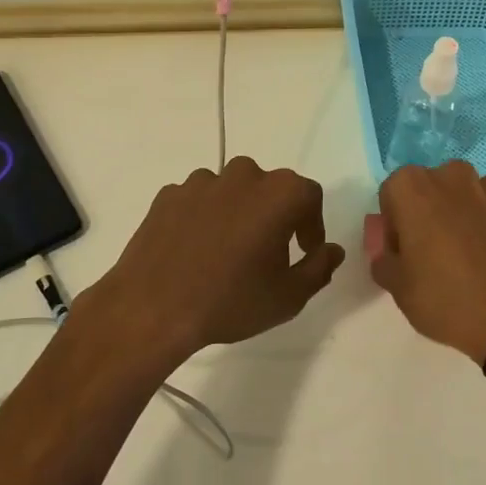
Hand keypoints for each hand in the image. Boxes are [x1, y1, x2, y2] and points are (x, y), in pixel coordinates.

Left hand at [80, 156, 343, 366]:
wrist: (152, 308)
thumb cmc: (231, 300)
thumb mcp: (289, 296)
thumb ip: (319, 267)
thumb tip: (333, 250)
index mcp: (279, 193)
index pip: (310, 196)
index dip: (312, 224)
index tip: (305, 251)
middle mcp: (242, 175)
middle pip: (270, 188)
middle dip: (276, 215)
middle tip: (269, 253)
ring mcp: (201, 182)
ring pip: (232, 191)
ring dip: (238, 213)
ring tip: (228, 252)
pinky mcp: (168, 195)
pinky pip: (198, 201)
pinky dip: (204, 217)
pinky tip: (196, 251)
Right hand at [372, 162, 485, 366]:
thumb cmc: (447, 300)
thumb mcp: (398, 289)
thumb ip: (384, 260)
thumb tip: (390, 251)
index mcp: (414, 188)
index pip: (394, 192)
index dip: (396, 221)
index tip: (405, 249)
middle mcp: (454, 175)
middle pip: (434, 186)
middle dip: (432, 210)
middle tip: (437, 250)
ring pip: (472, 193)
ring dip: (468, 213)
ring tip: (475, 254)